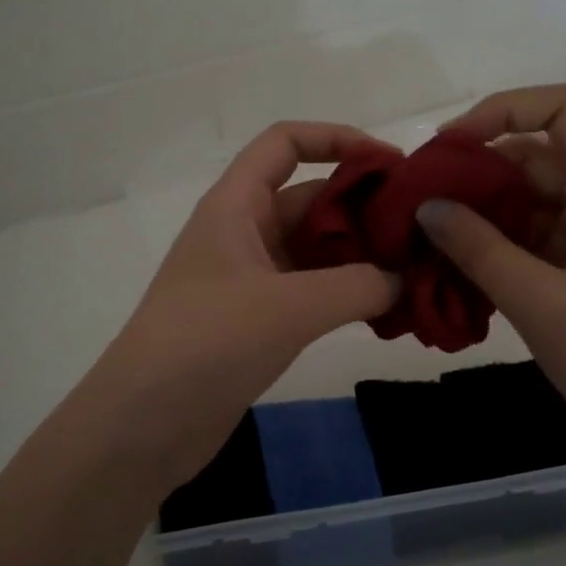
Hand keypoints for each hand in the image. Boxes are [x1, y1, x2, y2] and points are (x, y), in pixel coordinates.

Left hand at [84, 123, 402, 491]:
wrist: (142, 427)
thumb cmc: (206, 344)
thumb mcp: (287, 307)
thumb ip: (357, 286)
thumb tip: (404, 279)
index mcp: (235, 206)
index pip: (285, 143)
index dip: (337, 139)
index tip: (392, 164)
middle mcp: (243, 233)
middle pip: (311, 198)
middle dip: (365, 206)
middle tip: (424, 229)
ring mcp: (250, 279)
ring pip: (316, 250)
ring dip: (363, 256)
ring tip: (420, 271)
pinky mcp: (258, 320)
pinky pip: (313, 291)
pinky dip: (349, 294)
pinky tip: (390, 311)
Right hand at [418, 85, 565, 495]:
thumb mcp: (544, 305)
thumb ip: (480, 251)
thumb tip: (426, 207)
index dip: (505, 109)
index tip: (450, 145)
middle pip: (541, 156)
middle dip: (479, 169)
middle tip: (420, 198)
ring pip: (534, 202)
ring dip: (483, 213)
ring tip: (428, 234)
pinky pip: (537, 242)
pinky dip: (498, 247)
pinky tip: (457, 267)